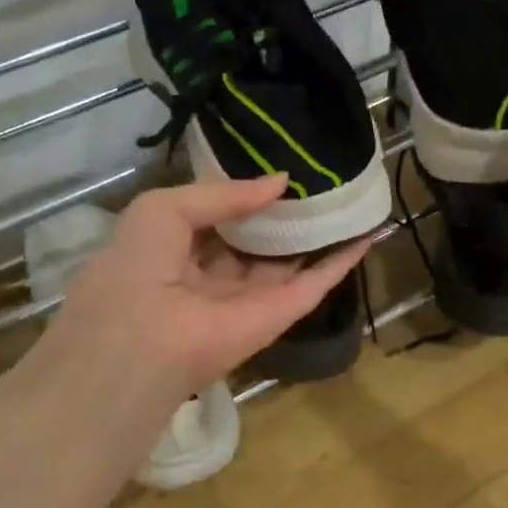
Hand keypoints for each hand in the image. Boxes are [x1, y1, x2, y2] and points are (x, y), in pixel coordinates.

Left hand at [52, 176, 368, 397]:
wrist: (143, 337)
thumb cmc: (140, 265)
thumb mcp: (165, 208)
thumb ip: (223, 193)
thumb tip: (279, 182)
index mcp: (178, 252)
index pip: (219, 220)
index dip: (245, 197)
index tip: (275, 170)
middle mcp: (216, 276)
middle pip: (258, 243)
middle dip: (285, 216)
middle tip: (319, 180)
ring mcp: (251, 298)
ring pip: (291, 262)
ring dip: (318, 235)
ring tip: (349, 199)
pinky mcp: (280, 314)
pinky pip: (316, 283)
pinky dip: (342, 261)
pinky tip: (367, 233)